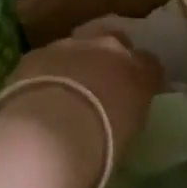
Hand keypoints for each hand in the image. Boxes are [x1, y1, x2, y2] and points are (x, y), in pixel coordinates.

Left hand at [0, 21, 163, 187]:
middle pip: (115, 40)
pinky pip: (46, 59)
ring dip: (75, 61)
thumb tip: (117, 116)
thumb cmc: (99, 147)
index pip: (150, 64)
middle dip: (110, 56)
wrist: (47, 137)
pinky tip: (37, 94)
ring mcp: (71, 46)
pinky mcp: (38, 53)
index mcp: (137, 71)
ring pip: (78, 44)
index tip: (135, 92)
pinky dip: (45, 72)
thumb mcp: (127, 136)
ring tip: (64, 89)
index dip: (142, 76)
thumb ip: (126, 114)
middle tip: (100, 81)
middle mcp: (108, 48)